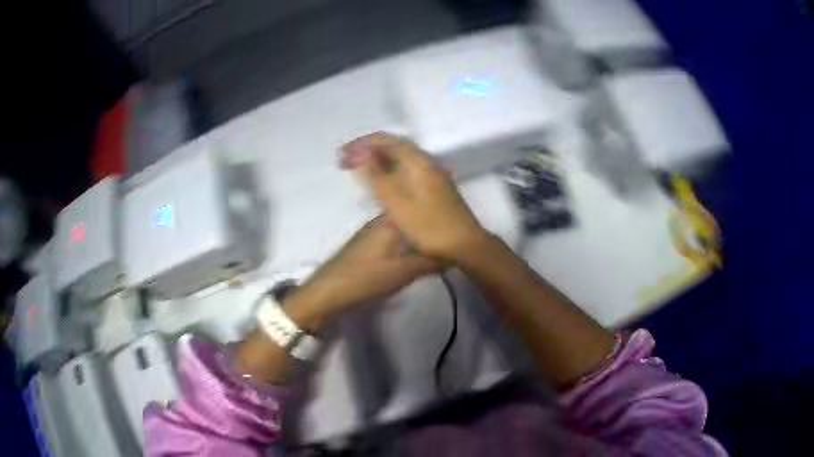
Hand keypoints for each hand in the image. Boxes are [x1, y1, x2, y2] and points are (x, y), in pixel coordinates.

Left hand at [285, 216, 440, 328]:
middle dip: (432, 223)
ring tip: (441, 242)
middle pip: (414, 216)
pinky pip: (397, 235)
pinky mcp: (370, 242)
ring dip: (421, 233)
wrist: (330, 290)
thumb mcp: (405, 272)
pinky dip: (410, 241)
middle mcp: (384, 218)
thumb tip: (455, 254)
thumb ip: (431, 261)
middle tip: (454, 232)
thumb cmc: (368, 277)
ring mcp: (375, 230)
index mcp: (393, 220)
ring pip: (406, 226)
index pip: (421, 207)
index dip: (440, 212)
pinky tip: (419, 251)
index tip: (458, 219)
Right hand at [341, 132, 487, 261]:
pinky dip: (389, 170)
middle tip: (344, 162)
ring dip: (377, 160)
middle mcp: (427, 161)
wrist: (465, 244)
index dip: (360, 144)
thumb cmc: (429, 225)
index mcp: (418, 161)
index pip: (385, 140)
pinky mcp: (435, 186)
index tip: (341, 156)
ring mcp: (433, 174)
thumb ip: (376, 175)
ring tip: (357, 169)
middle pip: (393, 146)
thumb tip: (359, 152)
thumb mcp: (396, 202)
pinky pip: (407, 169)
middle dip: (367, 150)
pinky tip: (381, 182)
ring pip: (400, 158)